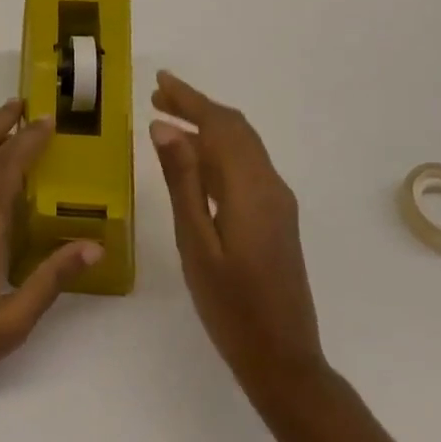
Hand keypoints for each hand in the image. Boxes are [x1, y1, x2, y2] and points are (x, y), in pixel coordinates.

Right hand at [151, 71, 327, 405]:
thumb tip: (164, 128)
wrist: (283, 360)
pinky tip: (195, 160)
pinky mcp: (276, 217)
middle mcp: (270, 185)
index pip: (219, 125)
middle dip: (197, 106)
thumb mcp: (196, 244)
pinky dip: (219, 150)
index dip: (189, 98)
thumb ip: (182, 182)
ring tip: (168, 120)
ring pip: (242, 145)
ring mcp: (277, 202)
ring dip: (208, 126)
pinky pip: (246, 166)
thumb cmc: (231, 307)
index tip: (159, 81)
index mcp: (251, 188)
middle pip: (234, 128)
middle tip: (157, 96)